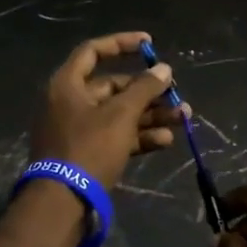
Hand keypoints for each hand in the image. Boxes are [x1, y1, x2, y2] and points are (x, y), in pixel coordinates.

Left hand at [29, 32, 185, 189]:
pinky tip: (166, 140)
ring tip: (183, 117)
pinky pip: (116, 137)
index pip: (93, 52)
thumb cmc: (89, 148)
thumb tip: (164, 69)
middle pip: (112, 87)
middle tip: (174, 93)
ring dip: (150, 114)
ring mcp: (78, 130)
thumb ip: (144, 89)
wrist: (63, 202)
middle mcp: (69, 103)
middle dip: (147, 91)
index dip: (122, 44)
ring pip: (119, 114)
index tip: (149, 44)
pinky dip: (139, 136)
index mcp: (67, 85)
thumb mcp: (121, 115)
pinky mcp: (87, 154)